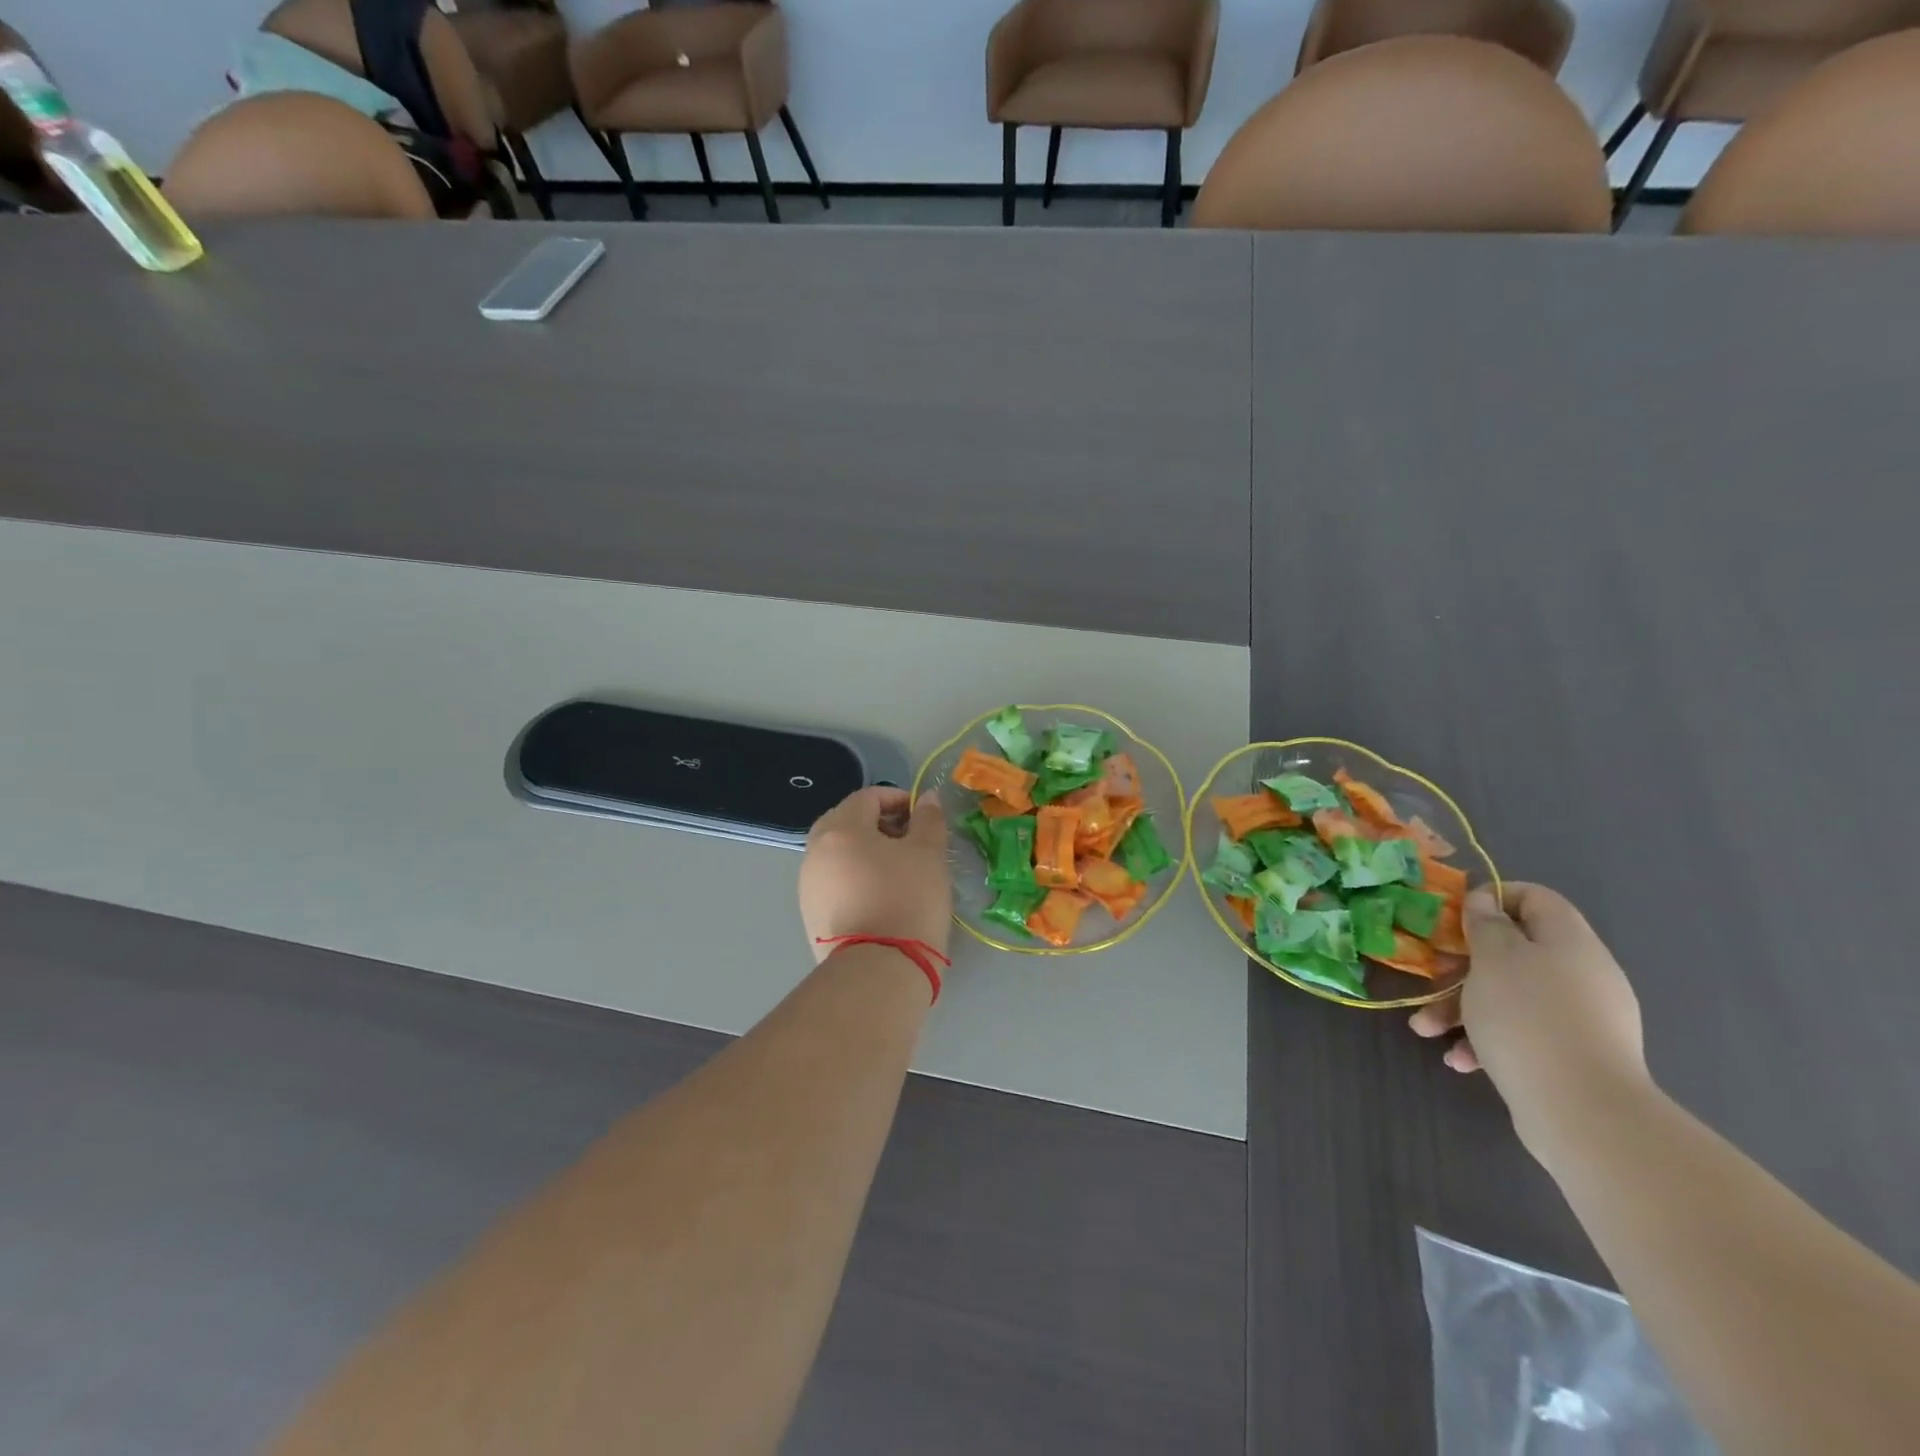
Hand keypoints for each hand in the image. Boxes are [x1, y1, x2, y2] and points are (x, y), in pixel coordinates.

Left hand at [799, 787, 951, 962]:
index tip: (922, 816)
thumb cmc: (907, 900)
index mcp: (841, 829)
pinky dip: (854, 877)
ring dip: (865, 851)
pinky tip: (879, 896)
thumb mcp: (929, 854)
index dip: (898, 799)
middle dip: (878, 824)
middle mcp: (815, 851)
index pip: (867, 797)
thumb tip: (926, 798)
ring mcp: (808, 885)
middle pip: (846, 822)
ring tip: (897, 870)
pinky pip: (833, 882)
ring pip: (837, 853)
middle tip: (909, 841)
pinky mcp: (810, 915)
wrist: (878, 970)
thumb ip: (928, 819)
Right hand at [1411, 883, 1648, 1137]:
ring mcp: (1581, 1018)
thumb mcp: (1493, 957)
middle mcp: (1581, 974)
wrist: (1584, 1112)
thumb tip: (1485, 901)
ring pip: (1510, 995)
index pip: (1533, 897)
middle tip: (1431, 977)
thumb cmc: (1528, 1016)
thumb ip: (1485, 923)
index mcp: (1569, 941)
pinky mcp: (1573, 1056)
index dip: (1491, 898)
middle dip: (1461, 965)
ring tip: (1427, 1030)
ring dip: (1462, 1007)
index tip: (1452, 919)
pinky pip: (1523, 1032)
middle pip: (1514, 951)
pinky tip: (1461, 1060)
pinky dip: (1487, 1039)